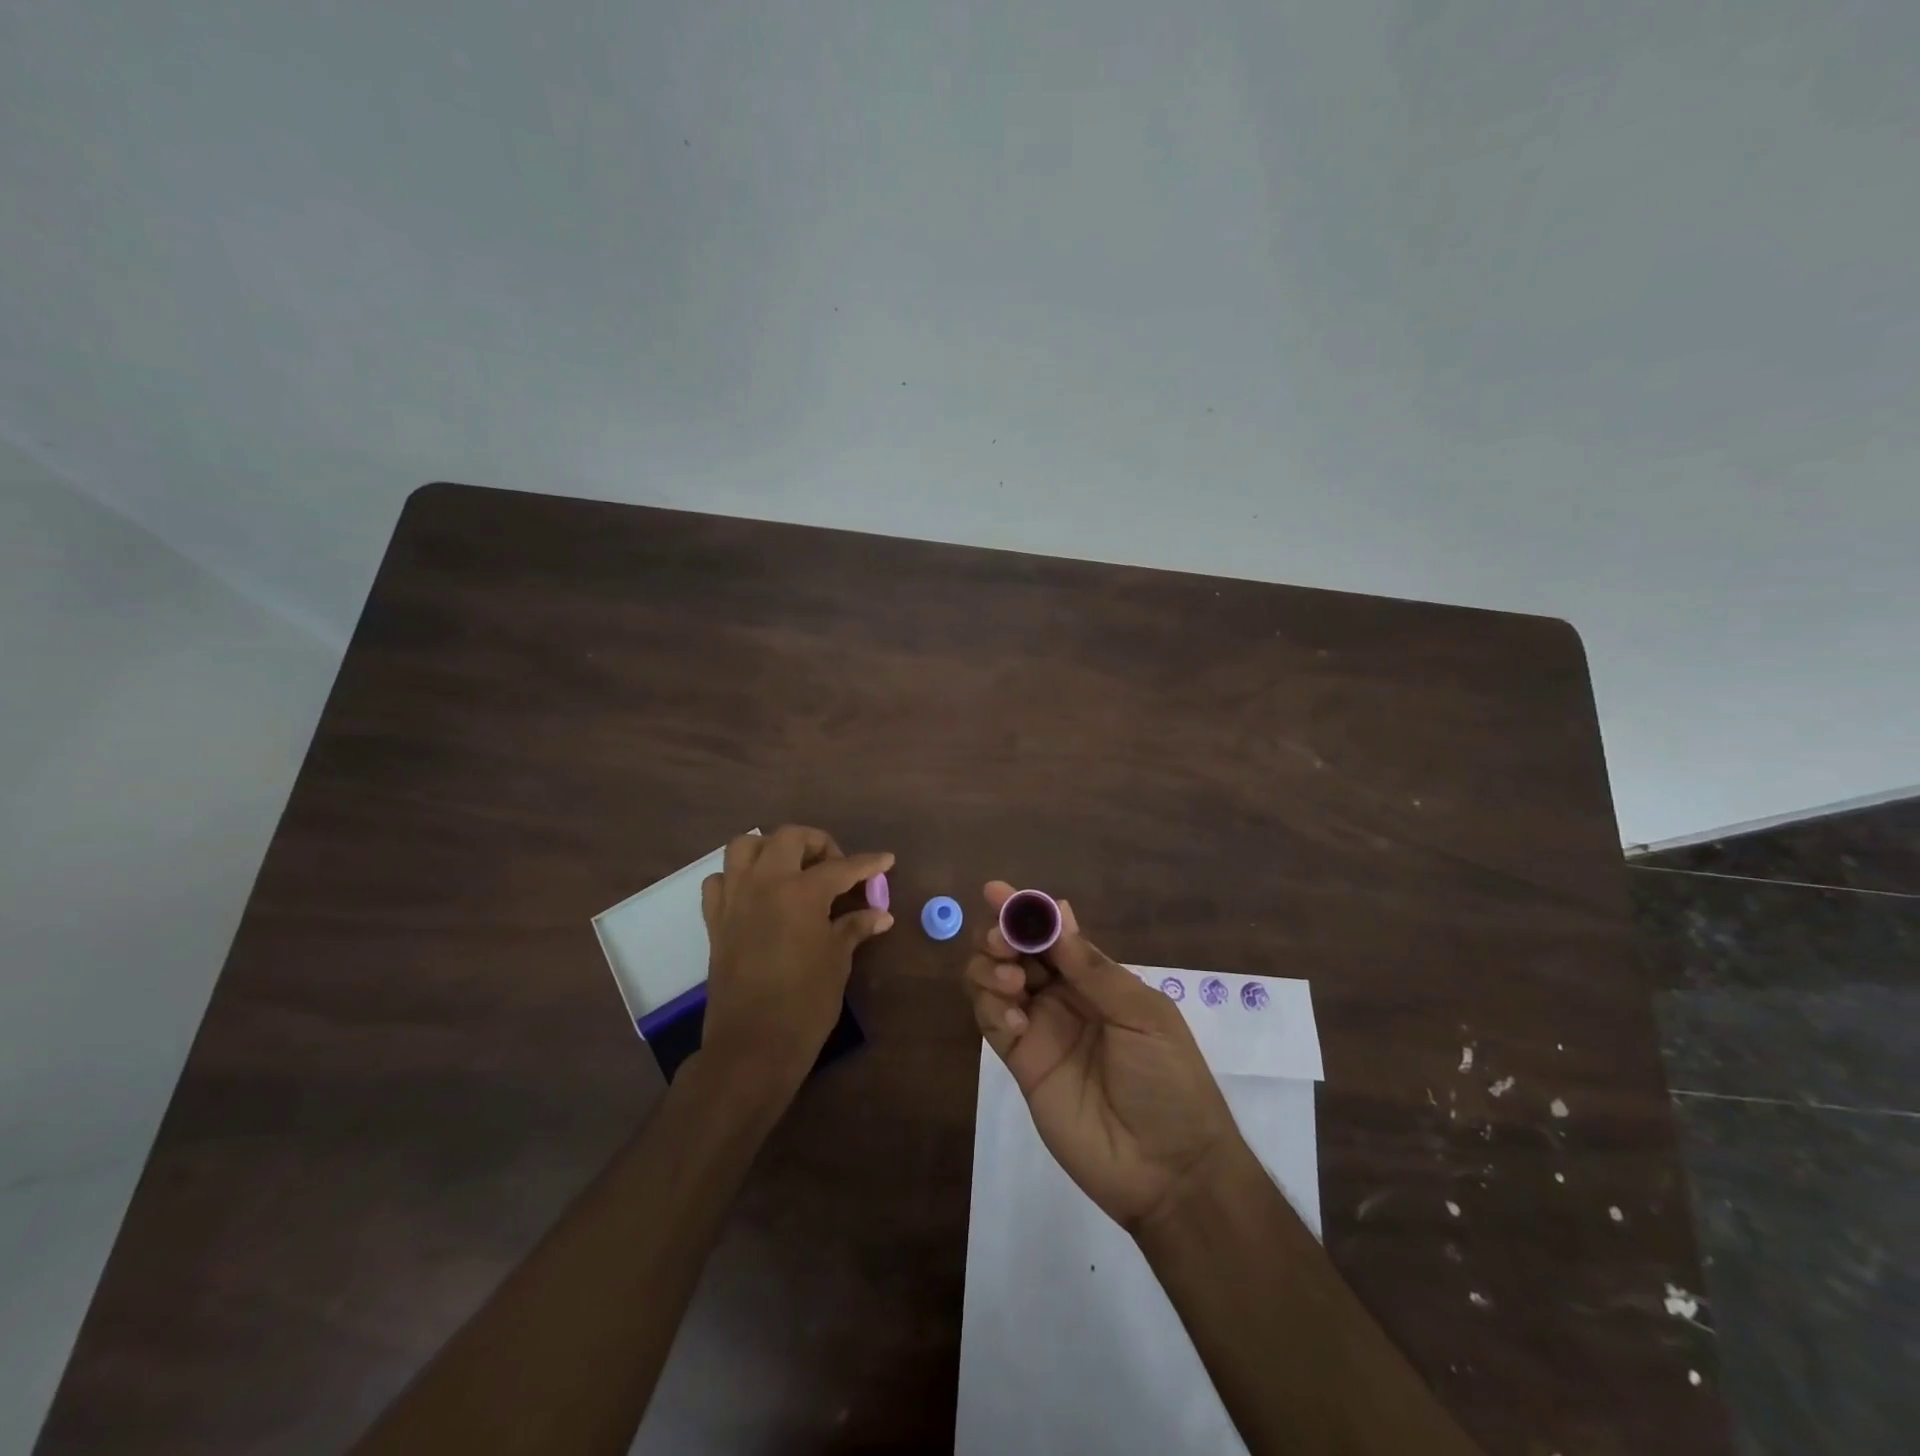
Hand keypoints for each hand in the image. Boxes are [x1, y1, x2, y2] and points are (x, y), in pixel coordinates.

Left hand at [699, 826, 893, 1098]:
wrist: (752, 1046)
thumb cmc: (804, 1003)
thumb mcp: (837, 961)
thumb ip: (854, 928)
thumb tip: (880, 914)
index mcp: (801, 892)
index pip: (841, 867)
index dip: (868, 864)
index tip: (885, 860)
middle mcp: (764, 883)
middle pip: (789, 838)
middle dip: (817, 844)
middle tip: (835, 868)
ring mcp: (734, 899)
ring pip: (745, 846)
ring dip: (771, 849)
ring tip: (792, 870)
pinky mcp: (715, 920)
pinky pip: (720, 880)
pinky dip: (738, 877)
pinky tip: (756, 895)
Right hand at [963, 882, 1240, 1231]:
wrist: (1168, 1168)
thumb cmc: (1169, 1080)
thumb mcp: (1143, 1015)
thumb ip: (1093, 968)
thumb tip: (1057, 913)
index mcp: (1095, 978)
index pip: (1052, 933)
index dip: (1025, 910)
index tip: (997, 891)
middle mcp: (1062, 996)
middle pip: (1014, 951)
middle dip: (1001, 936)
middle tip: (1004, 944)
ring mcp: (1039, 1029)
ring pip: (993, 981)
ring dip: (991, 969)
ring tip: (1013, 984)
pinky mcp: (1021, 1064)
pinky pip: (992, 1024)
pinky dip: (992, 1011)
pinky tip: (1016, 1023)